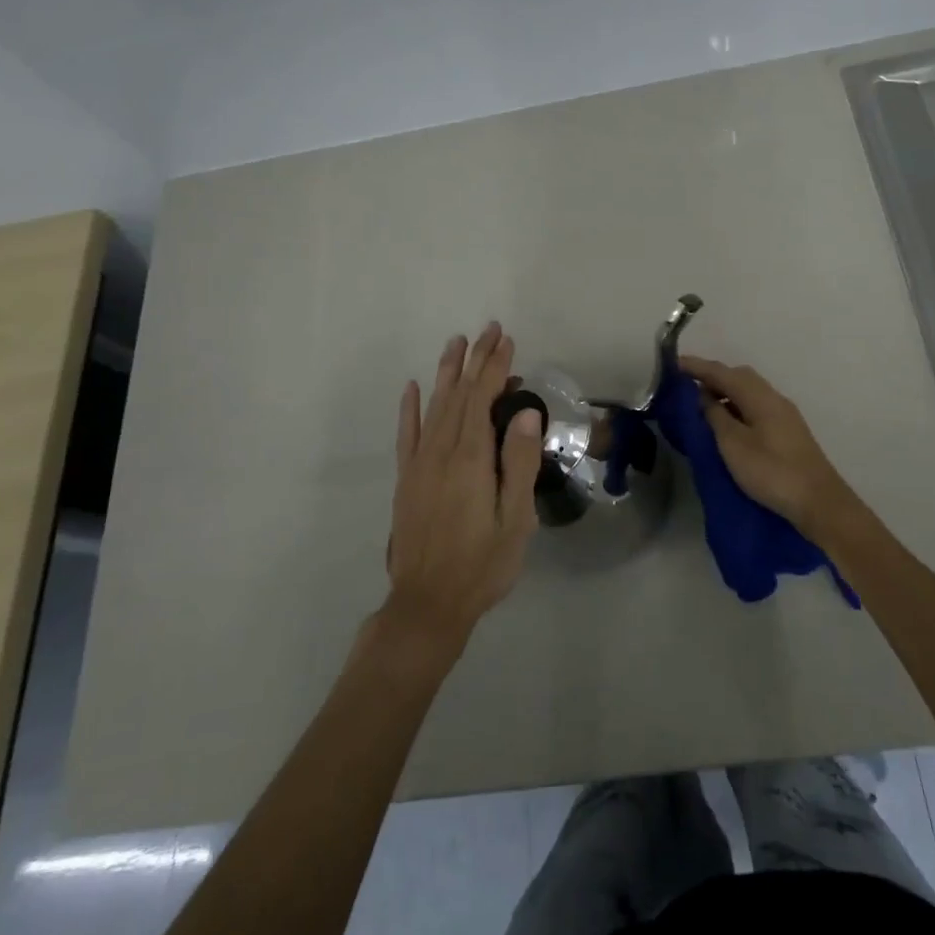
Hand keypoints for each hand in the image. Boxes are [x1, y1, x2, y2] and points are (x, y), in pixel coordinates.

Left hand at [385, 323, 542, 651]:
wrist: (427, 604)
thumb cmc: (482, 564)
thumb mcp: (515, 519)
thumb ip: (520, 462)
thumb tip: (527, 412)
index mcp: (471, 459)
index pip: (483, 398)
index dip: (495, 367)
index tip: (506, 340)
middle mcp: (442, 451)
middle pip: (459, 394)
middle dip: (475, 359)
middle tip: (488, 330)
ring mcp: (420, 464)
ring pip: (434, 406)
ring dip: (446, 373)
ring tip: (456, 344)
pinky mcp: (407, 479)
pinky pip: (407, 433)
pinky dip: (410, 407)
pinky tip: (413, 388)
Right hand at [678, 355, 864, 543]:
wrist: (819, 502)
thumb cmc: (772, 471)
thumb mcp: (733, 444)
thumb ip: (715, 416)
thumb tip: (703, 395)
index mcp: (759, 396)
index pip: (722, 372)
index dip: (696, 367)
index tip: (672, 364)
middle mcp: (773, 398)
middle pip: (738, 377)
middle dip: (711, 377)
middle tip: (685, 386)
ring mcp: (783, 415)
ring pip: (748, 392)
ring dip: (724, 393)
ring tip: (700, 405)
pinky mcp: (787, 431)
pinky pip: (755, 406)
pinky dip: (736, 407)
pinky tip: (725, 423)